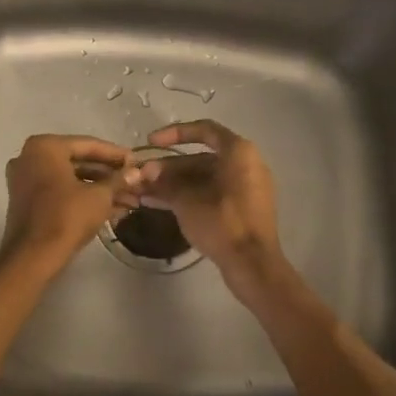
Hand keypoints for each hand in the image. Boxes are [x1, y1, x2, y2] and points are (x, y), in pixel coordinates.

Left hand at [0, 134, 139, 271]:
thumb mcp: (99, 196)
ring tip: (129, 199)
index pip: (88, 145)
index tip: (136, 161)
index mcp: (45, 147)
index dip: (116, 155)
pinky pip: (59, 190)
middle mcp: (30, 157)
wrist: (33, 256)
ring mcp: (25, 179)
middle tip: (134, 182)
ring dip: (99, 188)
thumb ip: (118, 180)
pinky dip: (82, 196)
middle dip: (109, 175)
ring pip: (70, 178)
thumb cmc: (67, 217)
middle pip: (78, 161)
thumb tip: (137, 172)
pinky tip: (111, 208)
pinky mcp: (26, 200)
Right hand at [138, 121, 283, 297]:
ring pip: (203, 178)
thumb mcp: (188, 202)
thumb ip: (165, 184)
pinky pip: (211, 193)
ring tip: (143, 192)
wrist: (253, 264)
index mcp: (239, 153)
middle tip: (142, 176)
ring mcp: (245, 188)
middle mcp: (246, 164)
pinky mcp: (241, 208)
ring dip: (174, 184)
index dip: (175, 133)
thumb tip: (144, 174)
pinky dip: (188, 196)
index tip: (150, 142)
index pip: (204, 130)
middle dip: (168, 167)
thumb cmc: (223, 224)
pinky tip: (159, 204)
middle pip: (201, 157)